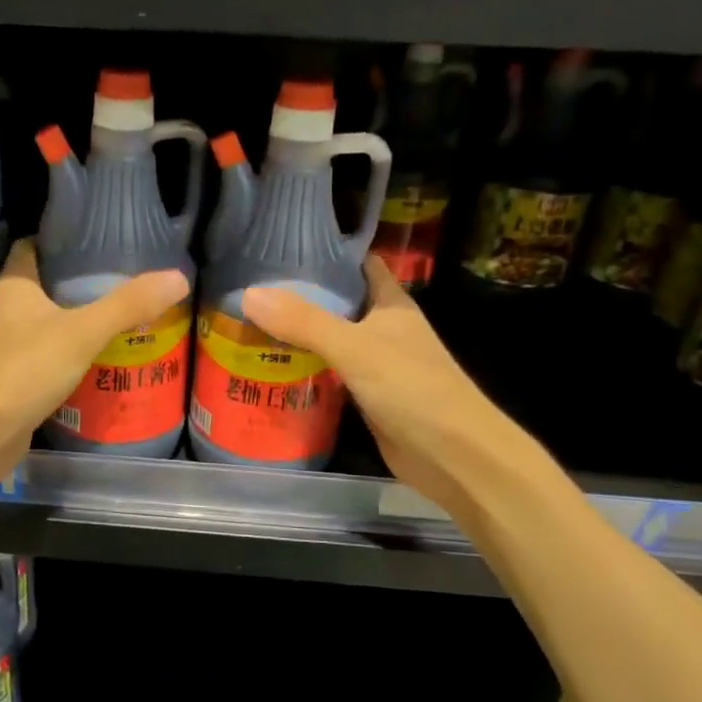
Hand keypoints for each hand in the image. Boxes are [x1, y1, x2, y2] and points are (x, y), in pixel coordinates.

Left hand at [0, 239, 188, 479]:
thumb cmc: (23, 371)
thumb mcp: (82, 333)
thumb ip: (128, 305)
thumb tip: (179, 277)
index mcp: (13, 285)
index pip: (34, 245)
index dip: (64, 239)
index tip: (101, 240)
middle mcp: (4, 310)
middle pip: (45, 284)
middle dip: (80, 282)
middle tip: (125, 279)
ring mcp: (5, 346)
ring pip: (46, 322)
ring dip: (76, 319)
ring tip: (121, 314)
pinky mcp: (11, 378)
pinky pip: (46, 355)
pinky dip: (69, 353)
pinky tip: (98, 357)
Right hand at [241, 257, 528, 513]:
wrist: (452, 455)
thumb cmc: (413, 388)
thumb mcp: (355, 348)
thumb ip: (304, 322)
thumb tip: (249, 294)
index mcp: (391, 304)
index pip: (359, 265)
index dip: (328, 254)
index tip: (283, 246)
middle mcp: (384, 329)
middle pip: (339, 303)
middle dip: (301, 295)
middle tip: (251, 287)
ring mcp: (376, 364)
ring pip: (331, 339)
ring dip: (299, 333)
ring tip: (250, 322)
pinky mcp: (367, 396)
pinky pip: (330, 373)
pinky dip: (305, 368)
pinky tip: (272, 366)